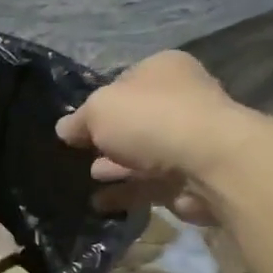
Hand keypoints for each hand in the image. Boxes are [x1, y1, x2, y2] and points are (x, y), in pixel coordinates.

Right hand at [56, 52, 244, 224]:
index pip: (124, 83)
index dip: (99, 103)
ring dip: (116, 167)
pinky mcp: (191, 177)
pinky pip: (151, 184)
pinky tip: (102, 203)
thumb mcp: (99, 110)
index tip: (76, 126)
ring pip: (142, 154)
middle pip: (135, 120)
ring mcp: (189, 140)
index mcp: (163, 69)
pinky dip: (127, 192)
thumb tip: (64, 129)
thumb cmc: (150, 119)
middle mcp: (181, 99)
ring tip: (89, 179)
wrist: (207, 163)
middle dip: (107, 139)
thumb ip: (79, 120)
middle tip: (80, 155)